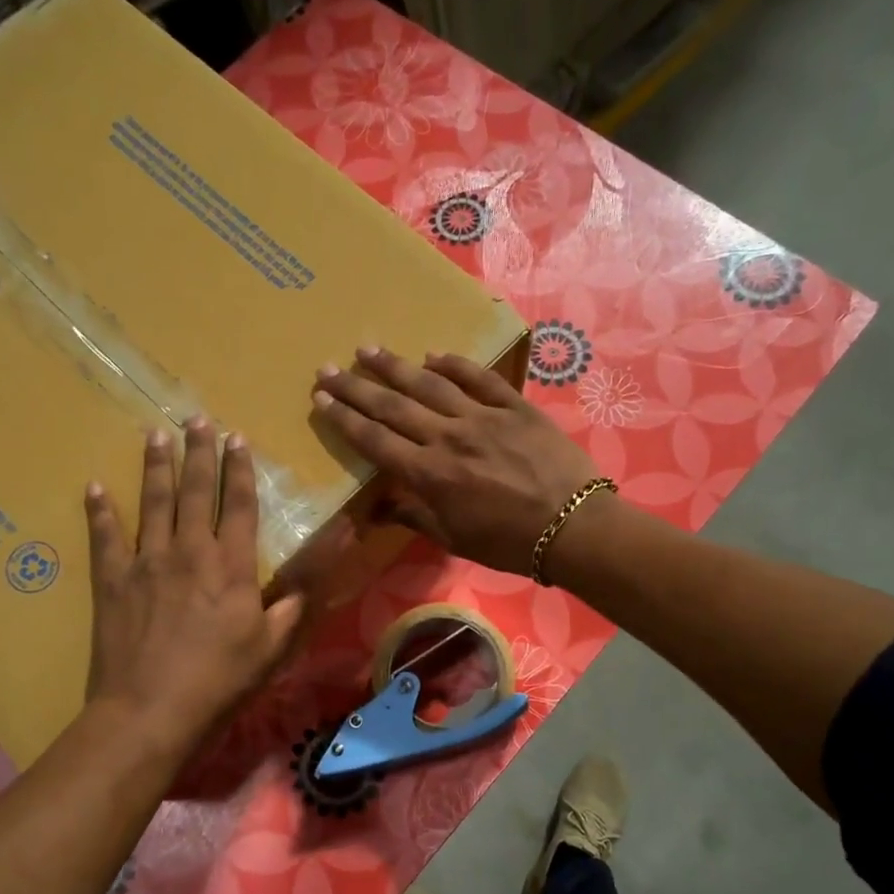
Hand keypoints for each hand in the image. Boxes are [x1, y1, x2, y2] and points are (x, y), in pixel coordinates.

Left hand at [82, 418, 304, 755]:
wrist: (151, 711)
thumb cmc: (221, 680)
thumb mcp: (274, 643)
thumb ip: (300, 592)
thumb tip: (337, 546)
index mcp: (231, 565)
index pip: (239, 504)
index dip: (239, 470)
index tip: (237, 438)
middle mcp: (188, 551)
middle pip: (195, 491)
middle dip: (198, 453)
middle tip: (196, 419)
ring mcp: (146, 562)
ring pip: (152, 503)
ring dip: (155, 466)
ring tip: (155, 433)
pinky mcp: (112, 582)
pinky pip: (104, 537)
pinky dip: (99, 511)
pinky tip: (94, 487)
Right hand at [313, 346, 599, 574]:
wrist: (573, 527)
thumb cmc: (509, 543)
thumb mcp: (455, 539)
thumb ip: (414, 517)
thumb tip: (377, 508)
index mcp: (430, 475)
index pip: (375, 441)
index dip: (344, 419)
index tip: (321, 399)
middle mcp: (448, 438)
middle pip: (392, 406)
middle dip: (356, 387)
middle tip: (328, 367)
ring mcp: (482, 417)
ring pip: (430, 384)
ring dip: (395, 366)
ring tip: (368, 350)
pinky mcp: (514, 406)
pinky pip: (478, 378)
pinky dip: (454, 364)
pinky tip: (432, 355)